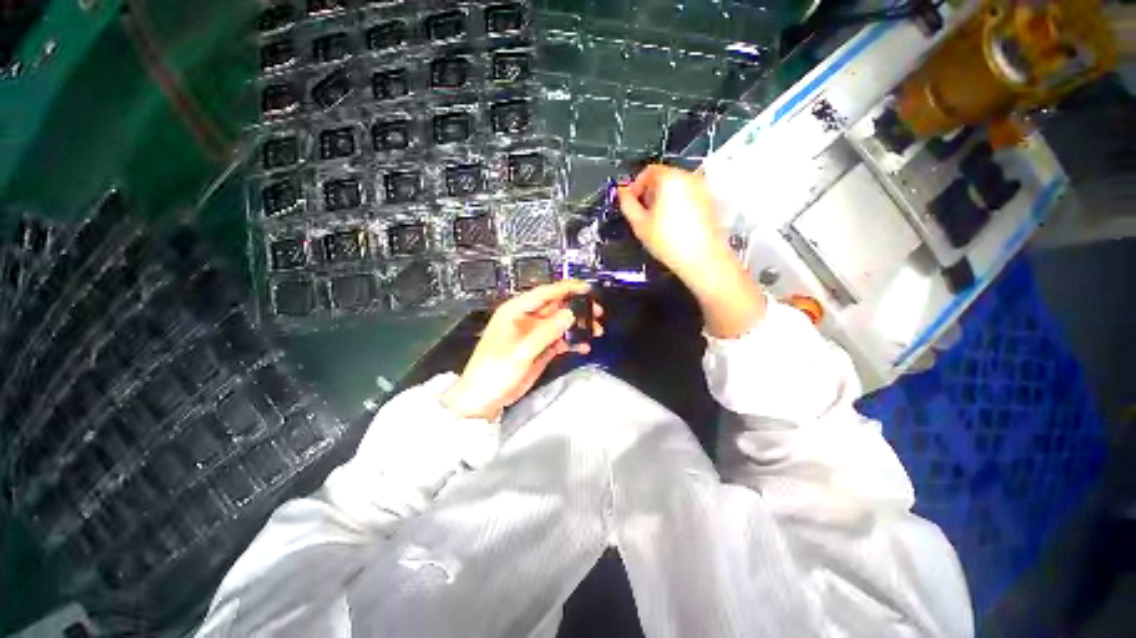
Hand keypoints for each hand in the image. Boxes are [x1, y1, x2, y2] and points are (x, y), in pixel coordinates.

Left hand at [440, 280, 604, 420]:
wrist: (484, 398)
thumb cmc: (494, 370)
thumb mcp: (521, 350)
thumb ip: (546, 331)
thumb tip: (570, 314)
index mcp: (516, 311)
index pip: (545, 293)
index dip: (566, 289)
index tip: (586, 289)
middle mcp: (527, 319)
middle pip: (556, 306)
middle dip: (577, 308)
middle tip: (596, 313)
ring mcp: (534, 334)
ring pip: (561, 323)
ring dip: (578, 325)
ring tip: (595, 331)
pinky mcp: (540, 348)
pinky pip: (560, 339)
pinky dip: (572, 341)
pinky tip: (583, 346)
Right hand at [616, 165, 734, 287]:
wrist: (701, 258)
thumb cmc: (669, 242)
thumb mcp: (639, 224)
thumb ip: (627, 204)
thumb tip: (622, 193)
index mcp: (670, 179)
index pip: (649, 171)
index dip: (636, 185)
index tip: (631, 200)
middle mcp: (689, 178)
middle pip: (664, 177)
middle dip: (650, 192)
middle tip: (643, 212)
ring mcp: (702, 189)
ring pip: (677, 187)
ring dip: (664, 198)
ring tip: (657, 221)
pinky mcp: (710, 202)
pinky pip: (689, 196)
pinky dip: (678, 204)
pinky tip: (673, 225)